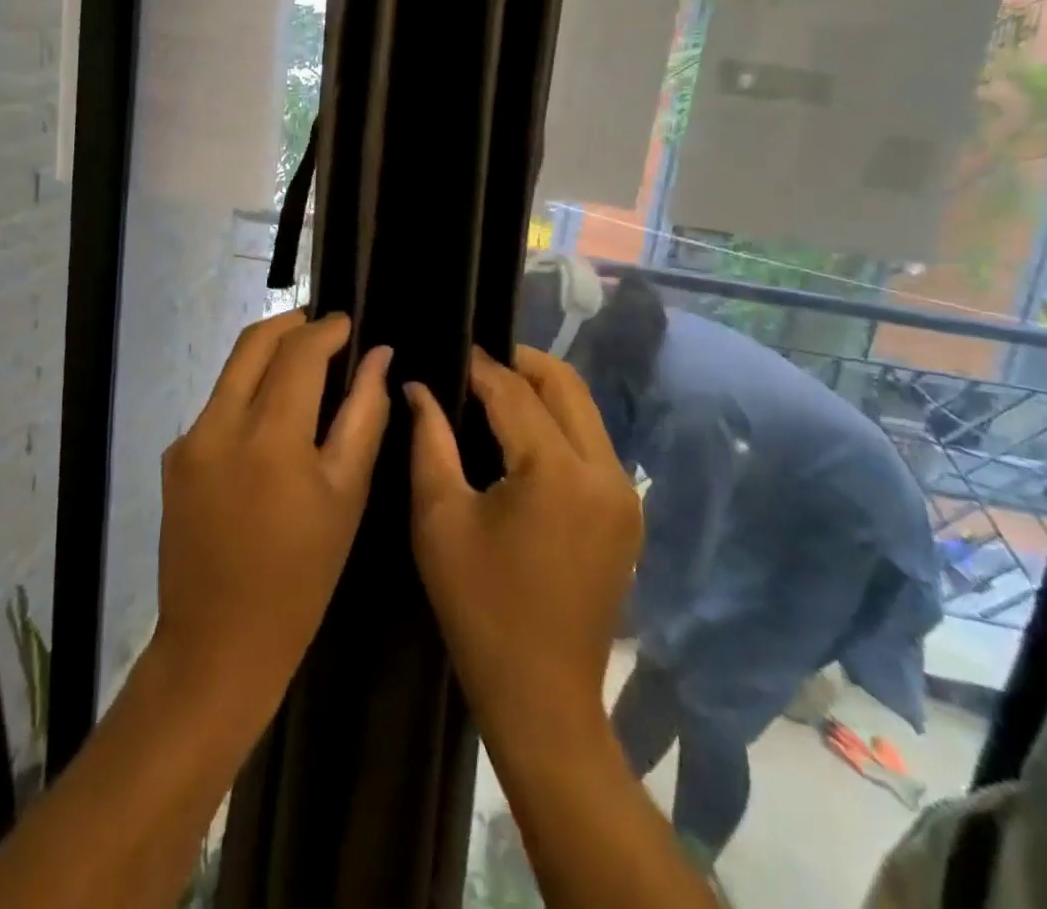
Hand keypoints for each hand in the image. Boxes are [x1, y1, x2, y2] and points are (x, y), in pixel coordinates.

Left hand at [151, 310, 391, 729]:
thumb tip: (379, 357)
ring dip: (267, 356)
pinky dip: (247, 394)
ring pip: (231, 371)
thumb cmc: (302, 576)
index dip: (327, 329)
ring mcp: (188, 441)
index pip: (298, 351)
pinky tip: (272, 419)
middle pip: (253, 343)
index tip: (349, 323)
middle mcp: (218, 424)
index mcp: (269, 435)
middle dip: (291, 324)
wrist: (219, 645)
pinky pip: (216, 406)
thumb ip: (364, 416)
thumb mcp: (346, 495)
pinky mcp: (173, 459)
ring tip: (305, 367)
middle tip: (325, 330)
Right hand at [406, 346, 641, 745]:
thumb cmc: (479, 607)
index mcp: (557, 472)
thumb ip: (429, 440)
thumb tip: (418, 387)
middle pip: (565, 385)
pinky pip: (592, 443)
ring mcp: (625, 494)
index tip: (447, 350)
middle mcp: (605, 472)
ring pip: (584, 410)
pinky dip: (558, 424)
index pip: (514, 392)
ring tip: (492, 394)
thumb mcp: (439, 518)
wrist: (541, 696)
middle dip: (519, 364)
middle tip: (473, 364)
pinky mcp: (627, 513)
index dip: (478, 366)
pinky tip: (521, 436)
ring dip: (541, 392)